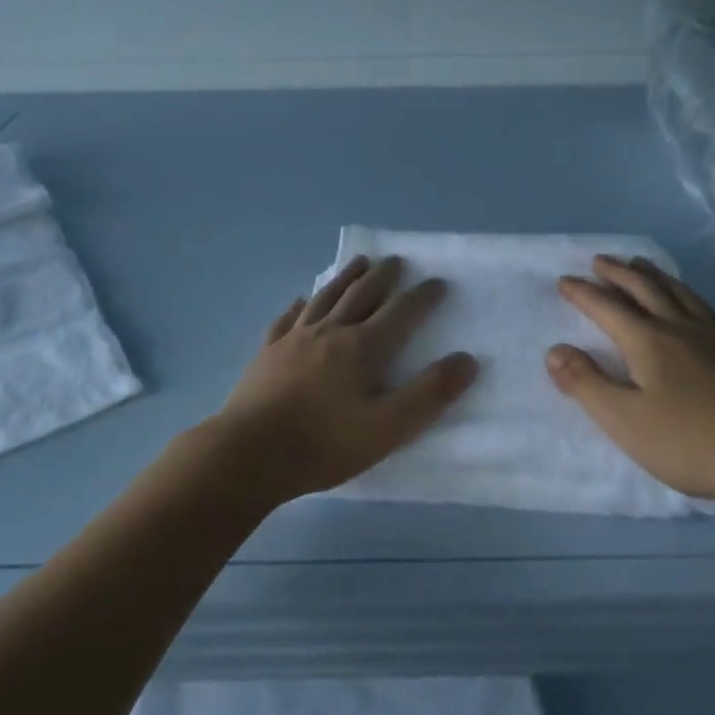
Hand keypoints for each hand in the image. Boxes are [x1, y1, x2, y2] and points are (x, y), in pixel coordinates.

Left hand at [212, 255, 477, 504]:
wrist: (247, 454)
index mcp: (362, 348)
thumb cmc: (322, 445)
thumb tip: (467, 360)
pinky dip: (300, 305)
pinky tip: (302, 299)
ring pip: (326, 297)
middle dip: (383, 276)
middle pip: (361, 294)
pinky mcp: (268, 352)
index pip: (400, 312)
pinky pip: (288, 318)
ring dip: (346, 277)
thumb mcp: (386, 429)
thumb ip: (428, 395)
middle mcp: (330, 332)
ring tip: (359, 262)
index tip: (438, 282)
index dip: (422, 297)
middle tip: (397, 261)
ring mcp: (295, 339)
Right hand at [547, 256, 714, 513]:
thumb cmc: (691, 442)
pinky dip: (686, 292)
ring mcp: (714, 335)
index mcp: (647, 340)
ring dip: (652, 274)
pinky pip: (704, 305)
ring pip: (676, 291)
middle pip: (643, 288)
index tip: (564, 280)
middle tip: (600, 260)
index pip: (606, 307)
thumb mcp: (624, 420)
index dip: (583, 293)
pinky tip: (690, 299)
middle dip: (617, 272)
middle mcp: (679, 326)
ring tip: (639, 263)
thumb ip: (586, 383)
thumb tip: (554, 350)